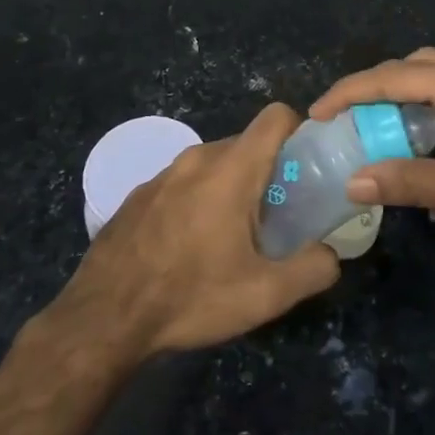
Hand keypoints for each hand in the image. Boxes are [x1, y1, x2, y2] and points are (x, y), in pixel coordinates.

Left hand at [54, 103, 339, 357]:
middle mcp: (197, 158)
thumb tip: (331, 255)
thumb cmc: (190, 296)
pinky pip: (182, 183)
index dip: (298, 132)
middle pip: (246, 144)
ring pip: (212, 165)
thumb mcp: (264, 295)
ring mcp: (162, 174)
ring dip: (230, 189)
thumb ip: (312, 269)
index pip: (276, 117)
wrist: (104, 318)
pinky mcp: (138, 194)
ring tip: (230, 238)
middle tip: (275, 217)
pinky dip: (197, 201)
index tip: (306, 169)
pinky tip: (188, 248)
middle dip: (267, 172)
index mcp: (232, 169)